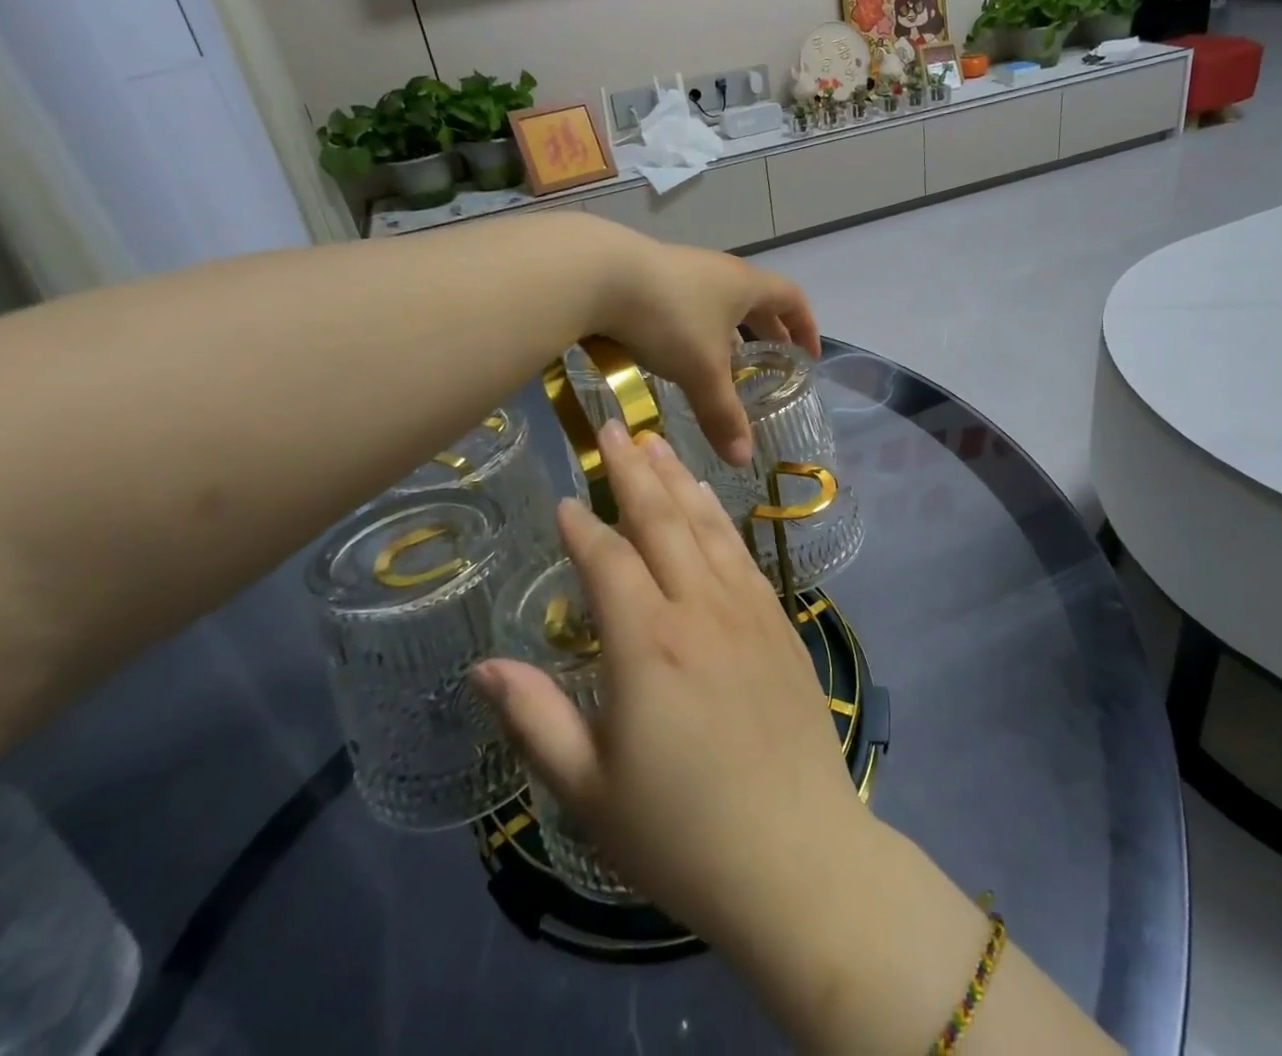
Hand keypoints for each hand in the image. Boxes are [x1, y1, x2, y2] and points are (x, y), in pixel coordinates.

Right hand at [472, 421, 865, 950]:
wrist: (796, 855)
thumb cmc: (681, 833)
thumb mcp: (589, 790)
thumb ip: (535, 720)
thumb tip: (485, 665)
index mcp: (646, 644)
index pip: (608, 560)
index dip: (581, 527)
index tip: (564, 501)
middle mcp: (698, 609)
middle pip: (661, 520)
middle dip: (632, 470)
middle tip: (613, 426)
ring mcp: (746, 610)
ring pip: (706, 526)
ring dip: (678, 479)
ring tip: (656, 443)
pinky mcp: (779, 623)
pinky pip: (741, 553)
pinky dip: (718, 517)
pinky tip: (708, 502)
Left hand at [596, 240, 819, 465]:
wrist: (598, 273)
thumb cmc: (669, 317)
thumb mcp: (701, 371)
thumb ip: (723, 414)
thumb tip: (743, 459)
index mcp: (745, 286)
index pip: (792, 299)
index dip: (805, 327)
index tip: (808, 356)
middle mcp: (720, 271)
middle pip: (757, 299)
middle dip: (768, 332)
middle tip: (772, 363)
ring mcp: (684, 269)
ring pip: (719, 302)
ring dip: (729, 331)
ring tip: (724, 363)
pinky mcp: (651, 275)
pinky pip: (689, 303)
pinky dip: (696, 328)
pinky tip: (677, 351)